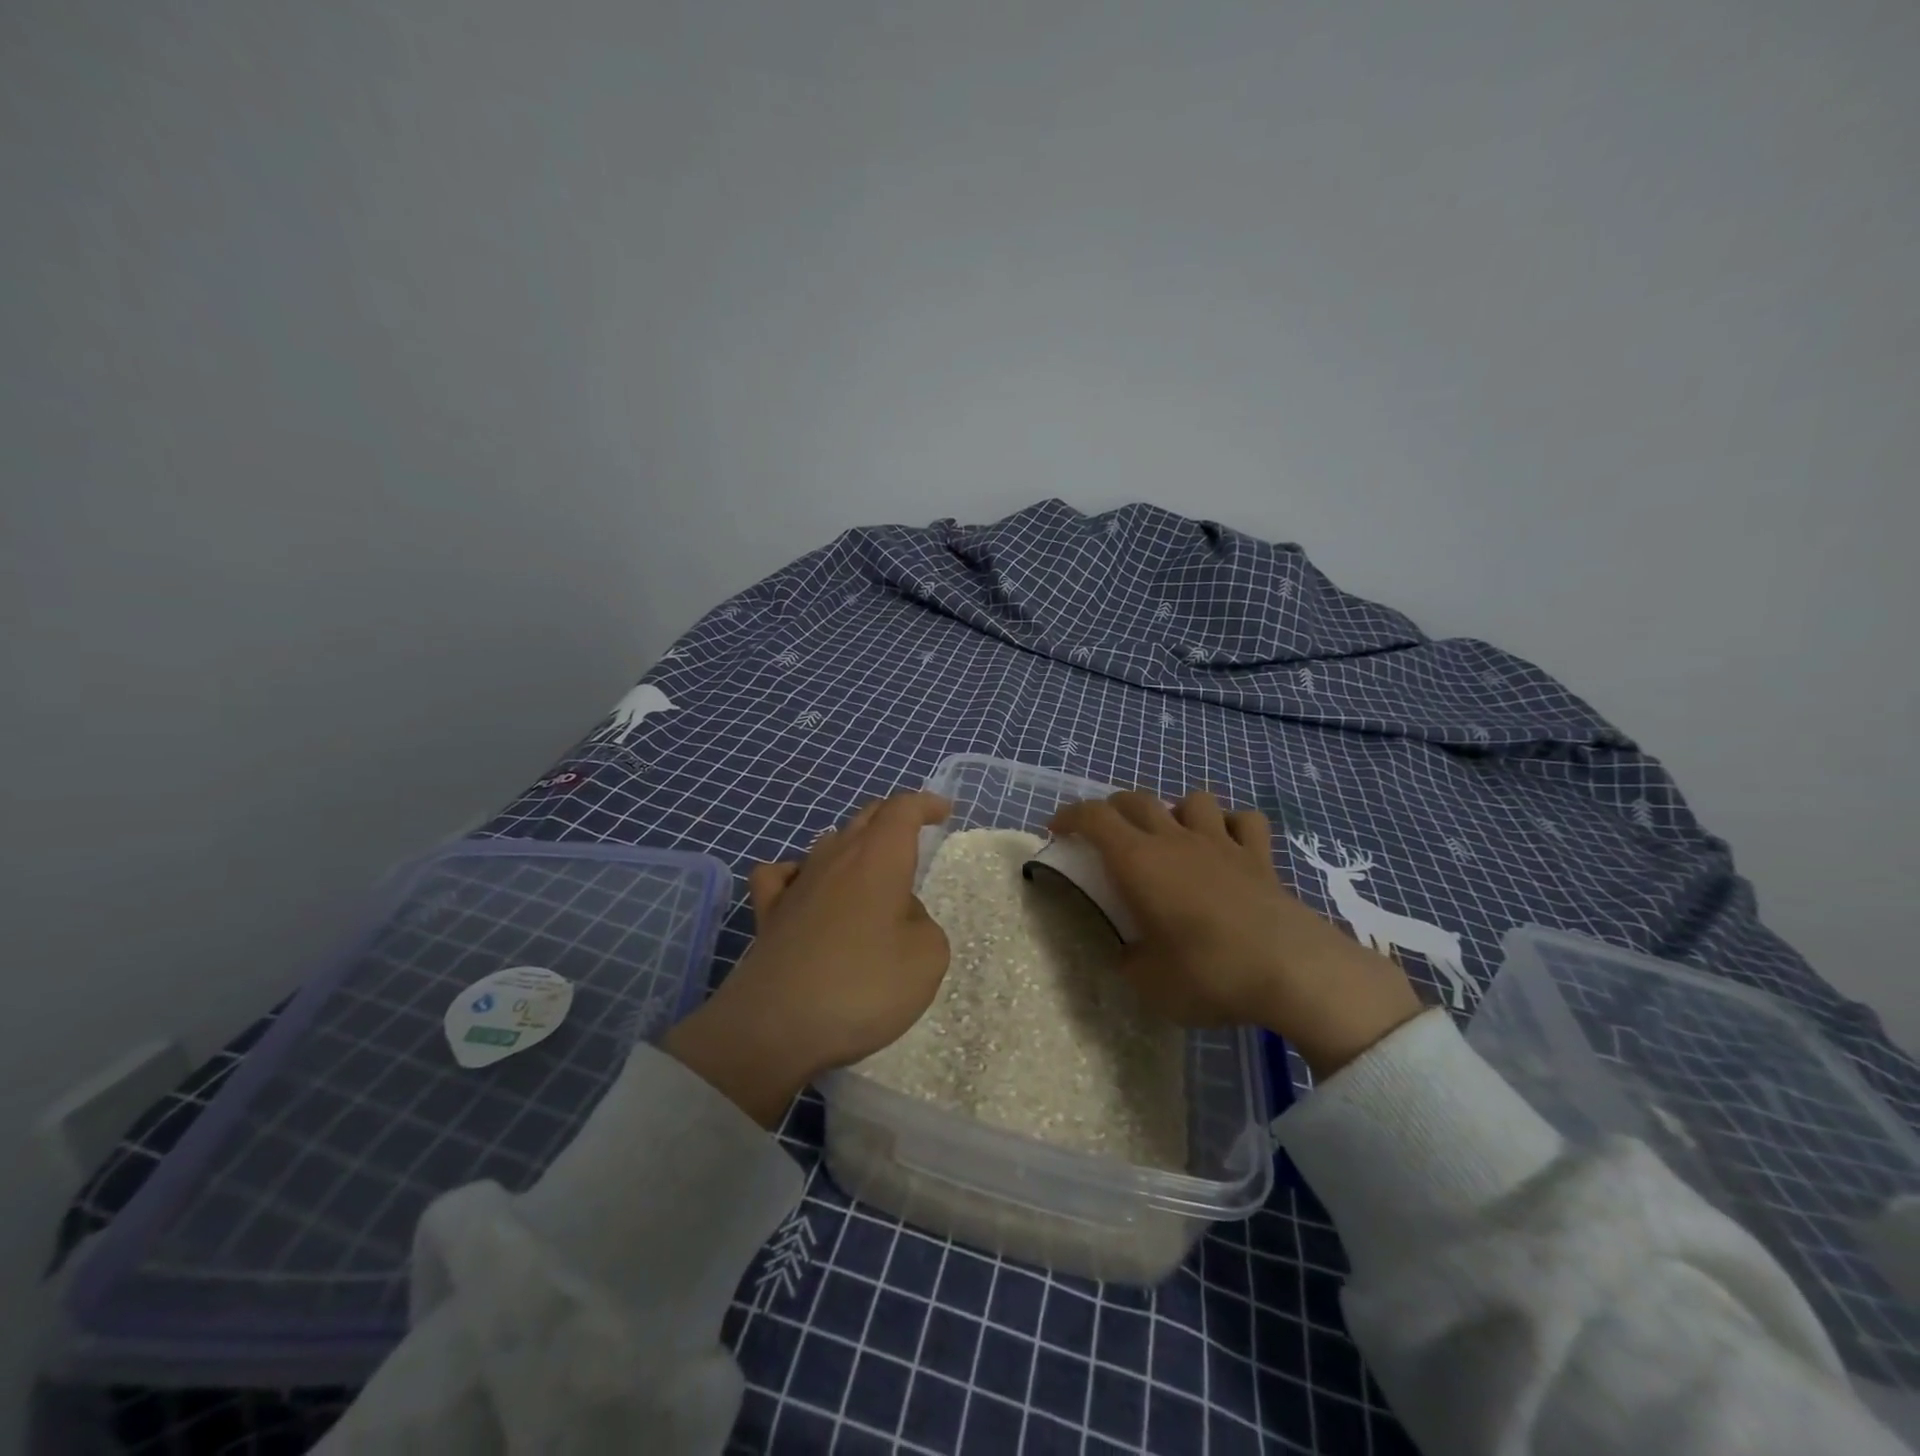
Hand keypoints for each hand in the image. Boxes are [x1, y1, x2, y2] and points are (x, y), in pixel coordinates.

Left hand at [663, 790, 952, 1124]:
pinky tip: (803, 888)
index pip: (902, 810)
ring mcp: (796, 884)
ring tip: (868, 867)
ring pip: (827, 842)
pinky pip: (780, 875)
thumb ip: (922, 923)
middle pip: (864, 818)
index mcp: (879, 859)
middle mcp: (835, 858)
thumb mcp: (927, 957)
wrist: (776, 1025)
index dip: (924, 804)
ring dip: (852, 845)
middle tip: (911, 833)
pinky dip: (798, 873)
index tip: (943, 811)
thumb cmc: (863, 986)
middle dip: (892, 818)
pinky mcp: (768, 914)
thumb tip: (898, 915)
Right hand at [1048, 790, 1424, 1078]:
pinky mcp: (1260, 857)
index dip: (1070, 816)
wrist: (1292, 970)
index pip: (1093, 818)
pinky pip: (1244, 821)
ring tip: (1172, 837)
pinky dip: (1231, 826)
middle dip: (1112, 809)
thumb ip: (1128, 962)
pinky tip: (1227, 845)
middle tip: (1104, 834)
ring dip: (1174, 811)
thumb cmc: (1208, 973)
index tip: (1056, 830)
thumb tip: (1128, 954)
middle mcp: (1175, 840)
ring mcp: (1221, 843)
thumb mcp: (1148, 983)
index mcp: (1138, 862)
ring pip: (1192, 799)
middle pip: (1136, 800)